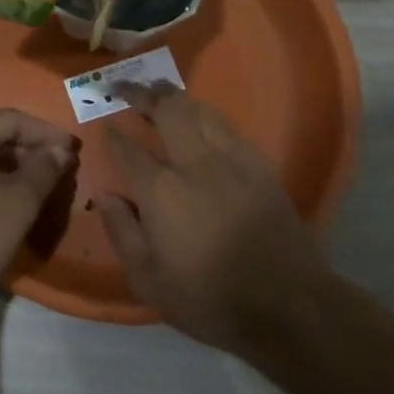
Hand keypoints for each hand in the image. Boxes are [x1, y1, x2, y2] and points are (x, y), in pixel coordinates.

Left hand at [0, 109, 78, 310]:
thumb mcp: (19, 203)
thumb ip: (43, 170)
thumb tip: (59, 151)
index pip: (15, 120)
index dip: (48, 134)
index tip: (73, 150)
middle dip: (27, 147)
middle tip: (57, 166)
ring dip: (7, 160)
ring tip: (34, 180)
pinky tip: (1, 190)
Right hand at [98, 83, 326, 355]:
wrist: (288, 306)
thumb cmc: (209, 297)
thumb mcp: (149, 280)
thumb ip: (122, 232)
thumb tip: (104, 196)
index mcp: (162, 192)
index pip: (130, 149)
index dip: (114, 133)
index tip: (106, 122)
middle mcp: (195, 165)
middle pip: (168, 112)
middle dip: (143, 94)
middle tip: (126, 87)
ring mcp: (233, 163)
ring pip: (201, 111)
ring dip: (176, 97)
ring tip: (160, 91)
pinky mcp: (261, 169)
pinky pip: (229, 128)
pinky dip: (208, 115)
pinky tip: (203, 118)